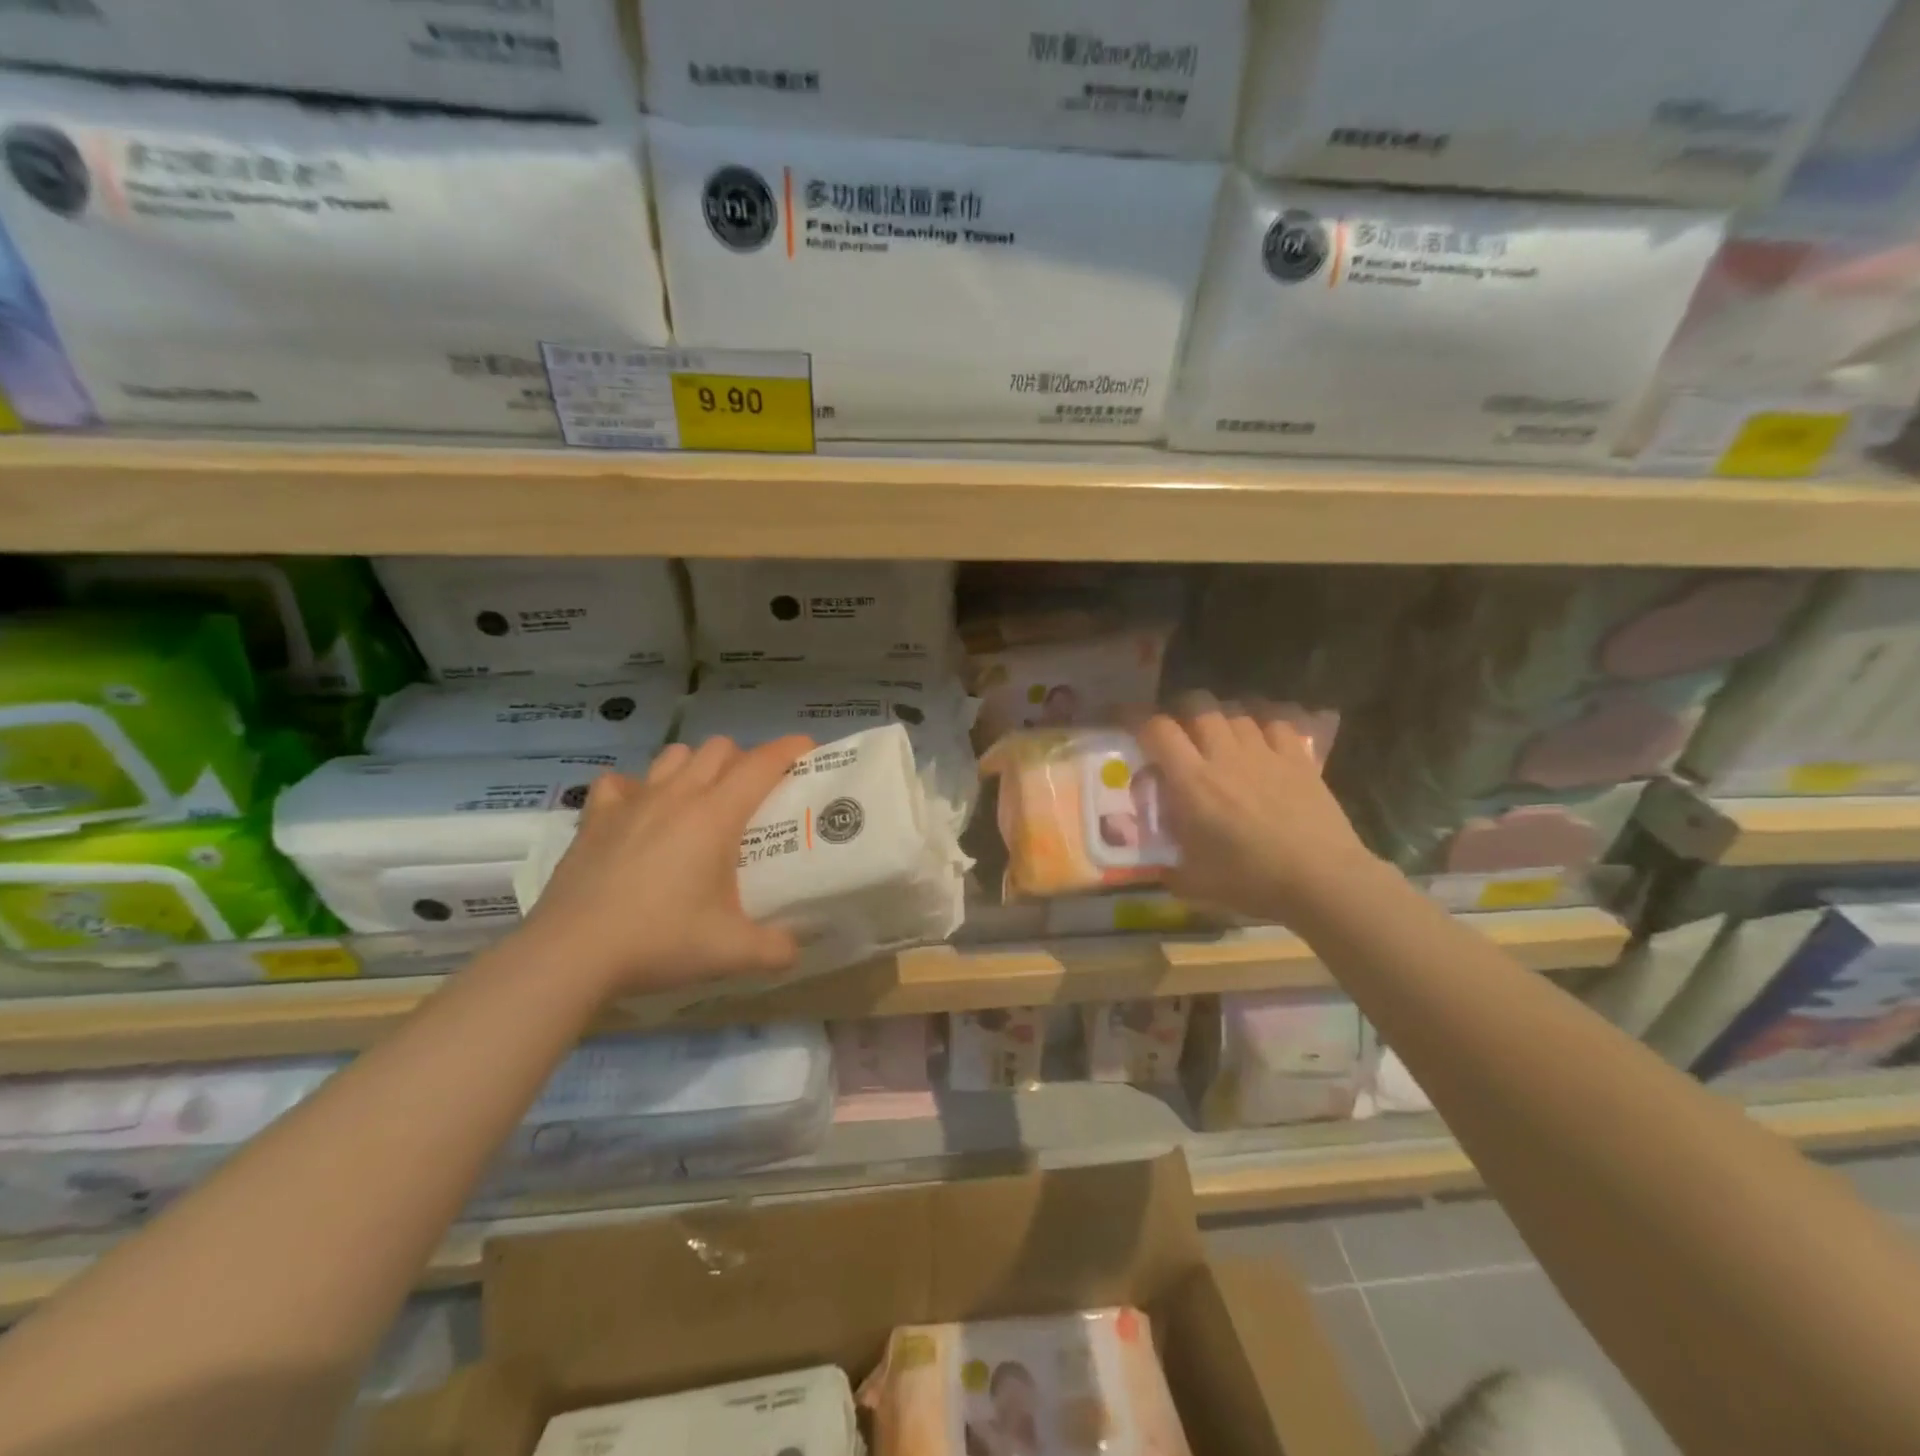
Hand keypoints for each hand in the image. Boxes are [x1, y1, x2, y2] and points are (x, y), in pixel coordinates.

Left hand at [519, 735, 813, 1000]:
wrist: (571, 954)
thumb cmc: (659, 941)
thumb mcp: (731, 952)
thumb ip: (776, 949)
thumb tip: (794, 949)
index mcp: (715, 815)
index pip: (762, 764)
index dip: (790, 749)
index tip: (808, 748)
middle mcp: (677, 795)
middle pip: (719, 749)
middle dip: (743, 760)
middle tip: (753, 795)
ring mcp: (632, 802)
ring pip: (674, 755)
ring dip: (695, 767)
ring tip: (700, 801)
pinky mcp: (595, 818)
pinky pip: (620, 783)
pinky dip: (635, 789)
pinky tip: (639, 814)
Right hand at [1137, 692, 1376, 922]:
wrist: (1322, 879)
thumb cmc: (1252, 881)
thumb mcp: (1195, 882)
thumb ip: (1170, 868)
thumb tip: (1160, 867)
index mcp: (1193, 782)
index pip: (1157, 730)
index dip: (1135, 717)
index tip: (1123, 718)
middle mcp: (1225, 756)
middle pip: (1197, 705)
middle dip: (1181, 708)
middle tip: (1177, 728)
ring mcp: (1265, 752)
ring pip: (1236, 710)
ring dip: (1221, 715)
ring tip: (1218, 730)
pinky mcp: (1299, 757)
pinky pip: (1277, 721)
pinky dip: (1263, 720)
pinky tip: (1261, 732)